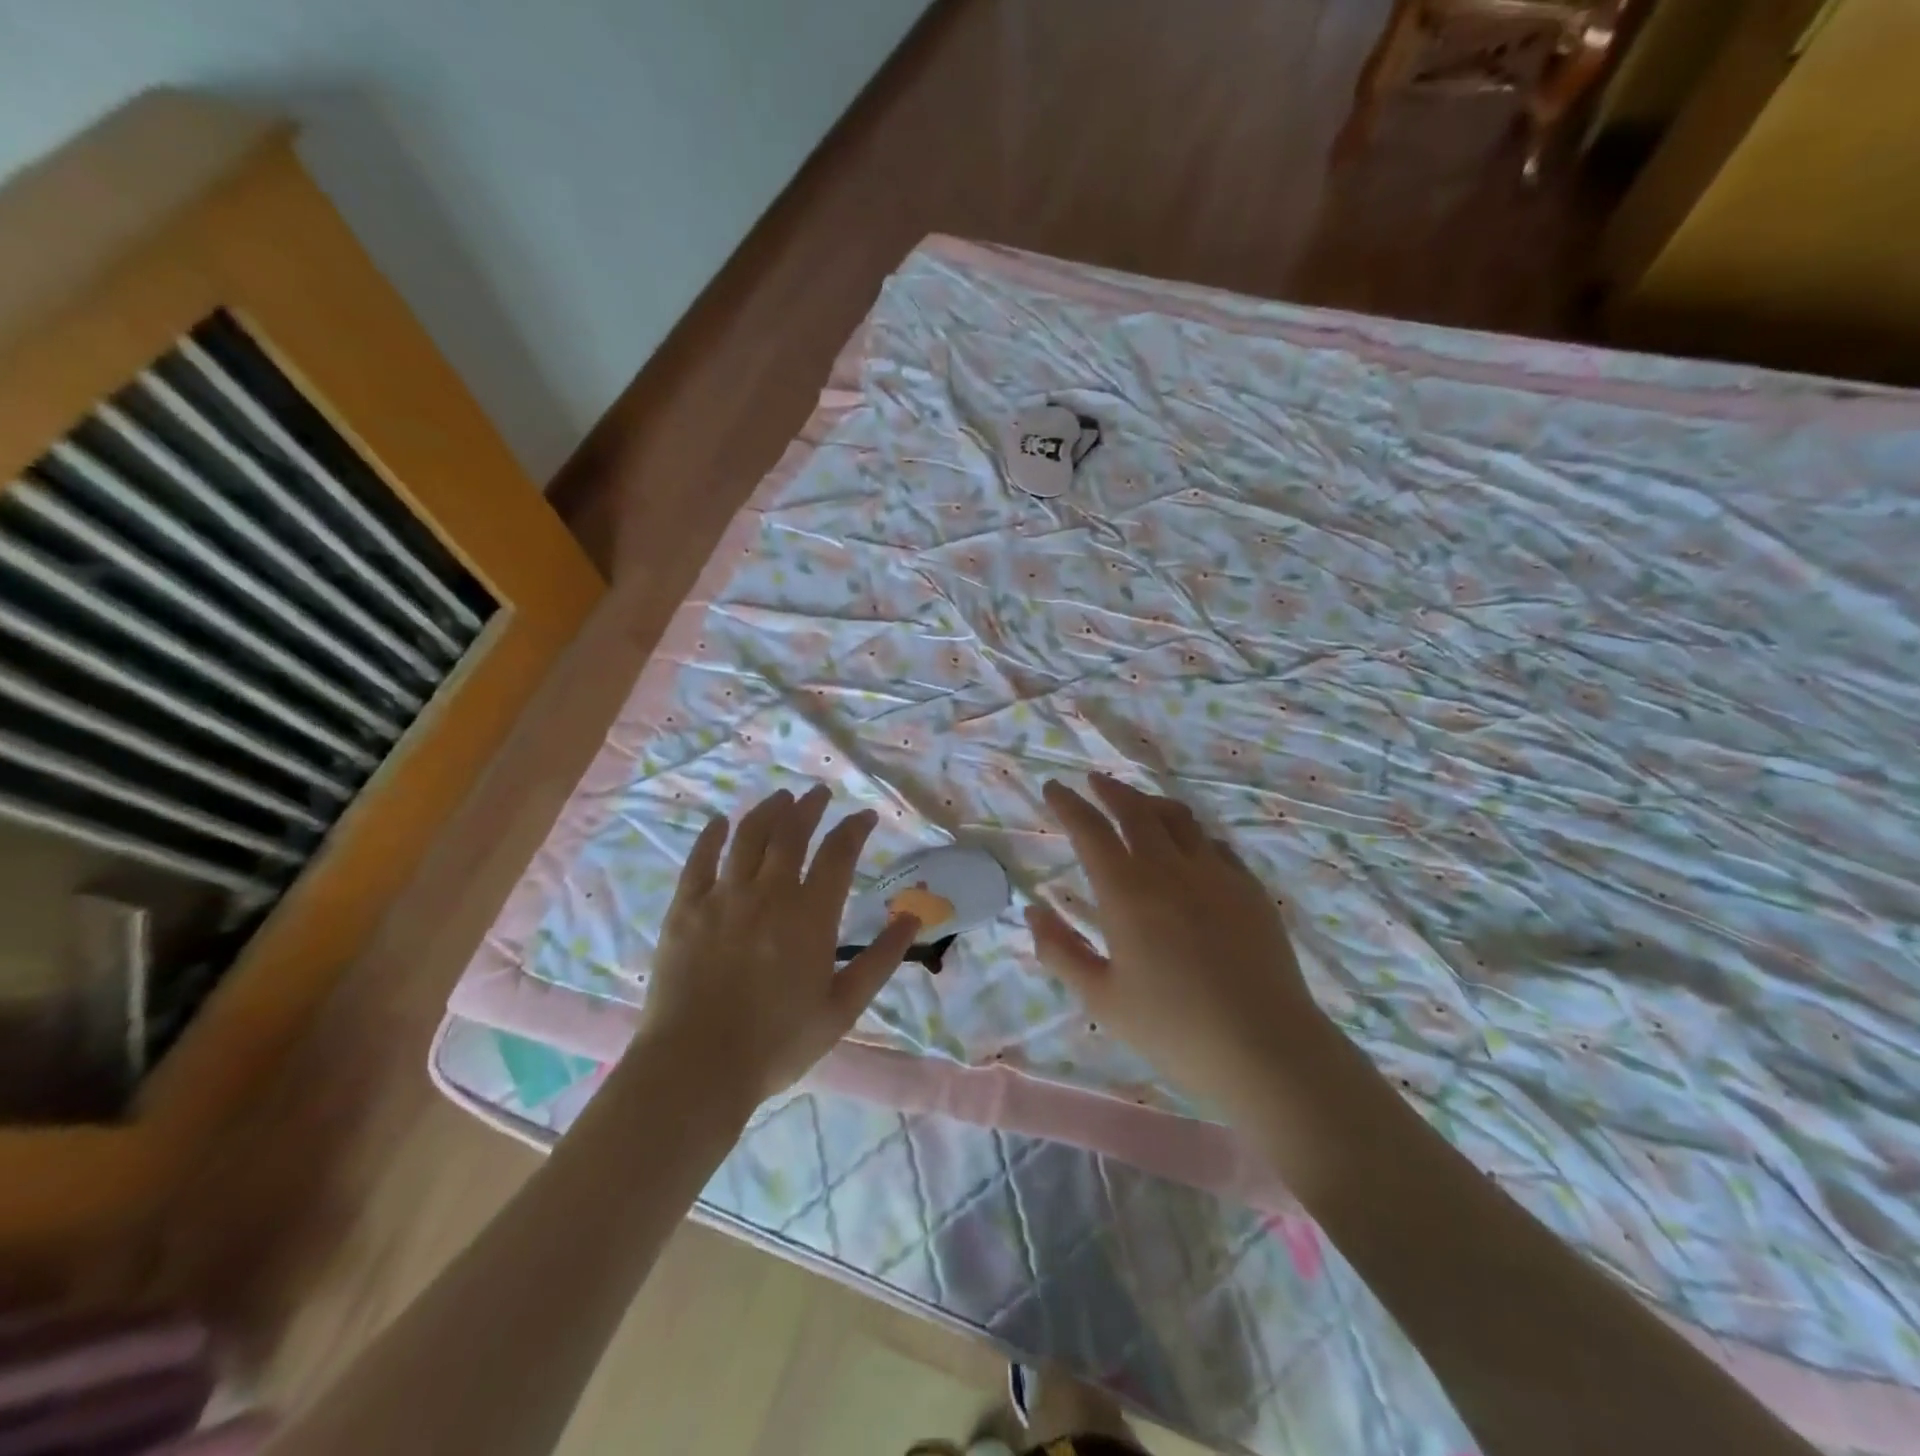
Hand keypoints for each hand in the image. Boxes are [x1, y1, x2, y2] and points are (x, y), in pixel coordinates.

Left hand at [641, 785, 918, 1106]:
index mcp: (811, 915)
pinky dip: (712, 835)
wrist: (696, 1066)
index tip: (865, 817)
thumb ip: (880, 960)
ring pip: (748, 836)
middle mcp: (769, 893)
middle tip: (818, 794)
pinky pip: (699, 859)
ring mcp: (723, 896)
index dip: (855, 828)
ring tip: (780, 798)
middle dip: (809, 807)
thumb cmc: (778, 1043)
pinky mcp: (685, 908)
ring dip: (767, 811)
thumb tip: (913, 917)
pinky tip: (721, 822)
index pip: (839, 853)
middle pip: (792, 833)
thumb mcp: (842, 1008)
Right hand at [1027, 773, 1329, 1115]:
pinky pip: (1214, 844)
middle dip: (1110, 790)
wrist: (1265, 1049)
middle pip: (1136, 810)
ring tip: (1138, 805)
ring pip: (1179, 818)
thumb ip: (1060, 951)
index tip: (1053, 787)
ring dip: (1151, 803)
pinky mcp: (1249, 889)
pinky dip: (1191, 834)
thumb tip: (1033, 911)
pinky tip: (1189, 848)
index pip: (1090, 830)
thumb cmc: (1173, 1029)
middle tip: (1094, 782)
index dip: (1068, 804)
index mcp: (1127, 891)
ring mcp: (1216, 874)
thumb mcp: (1101, 999)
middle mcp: (1170, 868)